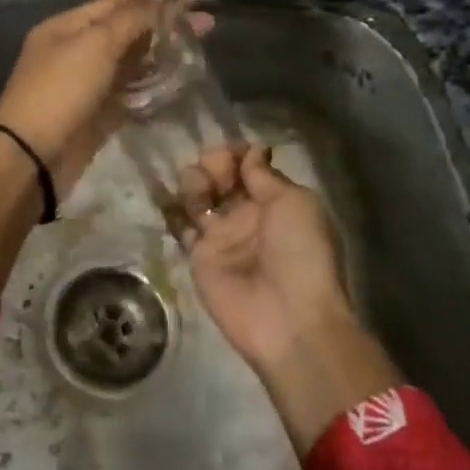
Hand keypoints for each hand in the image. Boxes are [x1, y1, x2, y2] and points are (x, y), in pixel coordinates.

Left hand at [0, 0, 210, 197]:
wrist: (32, 156)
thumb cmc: (61, 90)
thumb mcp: (96, 44)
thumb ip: (131, 20)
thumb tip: (161, 3)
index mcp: (66, 27)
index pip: (115, 3)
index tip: (193, 0)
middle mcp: (75, 51)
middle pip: (125, 32)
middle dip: (163, 28)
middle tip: (206, 28)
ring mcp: (85, 85)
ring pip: (129, 64)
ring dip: (161, 58)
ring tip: (197, 54)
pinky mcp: (96, 116)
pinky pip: (129, 95)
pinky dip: (151, 89)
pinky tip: (178, 85)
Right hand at [180, 145, 402, 454]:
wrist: (289, 318)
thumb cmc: (301, 253)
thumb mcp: (295, 203)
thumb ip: (265, 176)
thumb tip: (250, 151)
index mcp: (275, 201)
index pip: (248, 166)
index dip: (236, 153)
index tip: (233, 152)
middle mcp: (246, 214)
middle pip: (220, 176)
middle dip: (213, 163)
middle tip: (217, 173)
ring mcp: (220, 236)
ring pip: (197, 195)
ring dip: (194, 181)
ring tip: (202, 190)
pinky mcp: (198, 256)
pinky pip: (180, 225)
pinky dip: (171, 209)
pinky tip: (168, 196)